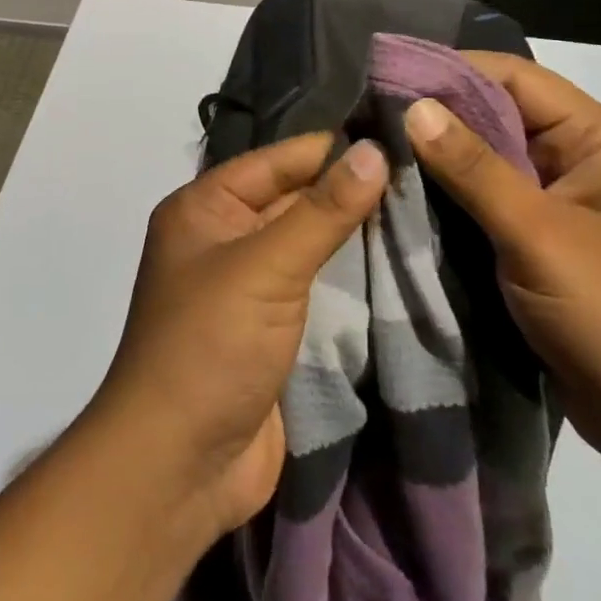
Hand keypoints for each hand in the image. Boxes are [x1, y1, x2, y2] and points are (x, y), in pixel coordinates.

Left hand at [94, 134, 387, 539]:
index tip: (397, 132)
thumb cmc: (210, 346)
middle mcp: (222, 238)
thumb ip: (323, 211)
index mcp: (204, 208)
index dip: (332, 147)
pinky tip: (397, 261)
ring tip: (422, 207)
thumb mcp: (266, 268)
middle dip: (348, 188)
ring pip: (306, 243)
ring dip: (353, 232)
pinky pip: (313, 286)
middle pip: (292, 198)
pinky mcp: (270, 329)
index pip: (276, 160)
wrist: (179, 467)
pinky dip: (348, 276)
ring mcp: (246, 286)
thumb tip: (374, 150)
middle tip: (422, 170)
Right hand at [404, 56, 600, 482]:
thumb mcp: (539, 236)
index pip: (512, 77)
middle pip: (496, 114)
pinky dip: (448, 195)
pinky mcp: (540, 239)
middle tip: (366, 112)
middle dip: (435, 113)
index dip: (449, 70)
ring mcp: (558, 200)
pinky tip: (402, 193)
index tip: (385, 74)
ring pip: (486, 158)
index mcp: (595, 138)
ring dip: (437, 156)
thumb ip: (474, 169)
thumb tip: (414, 106)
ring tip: (374, 147)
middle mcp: (576, 157)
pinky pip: (487, 199)